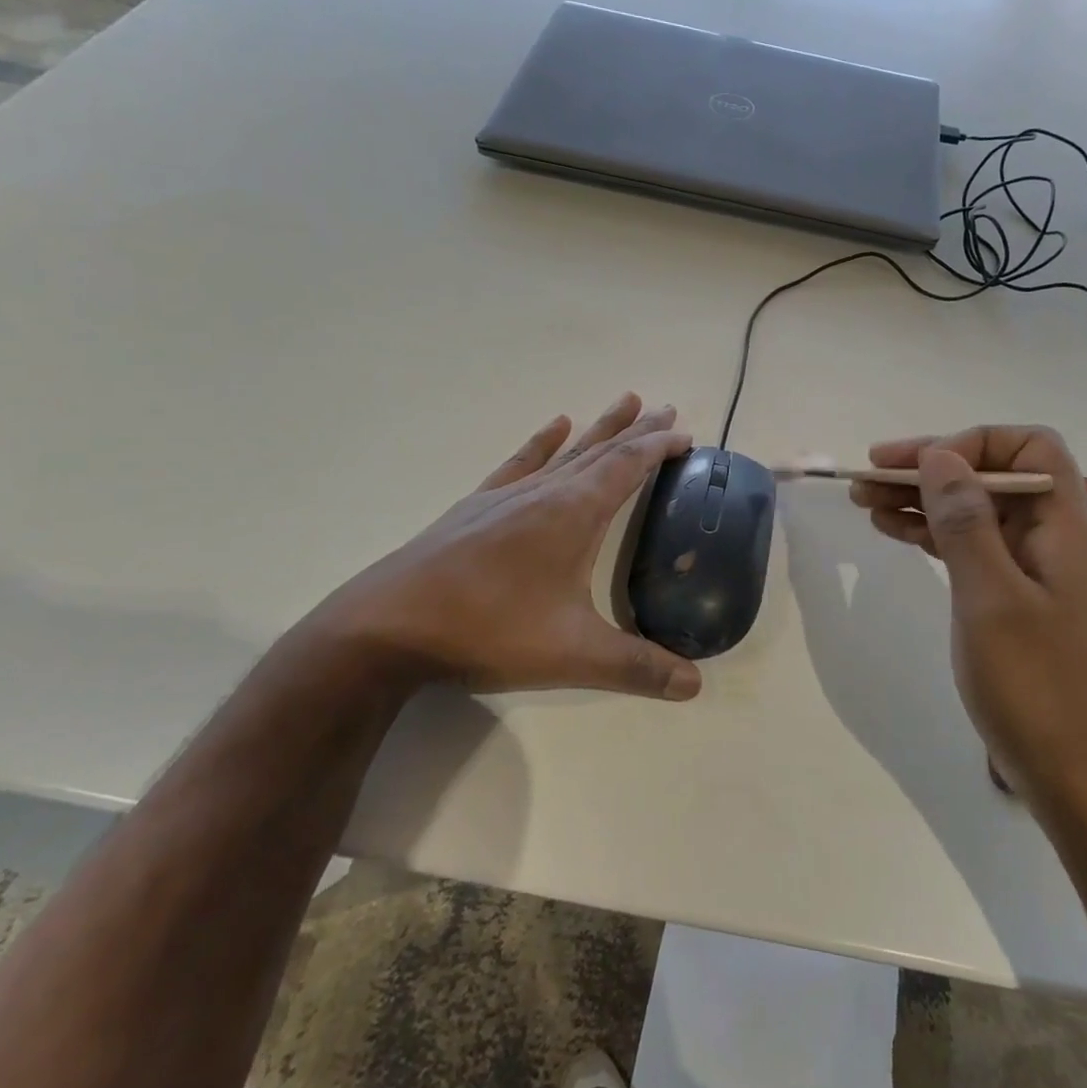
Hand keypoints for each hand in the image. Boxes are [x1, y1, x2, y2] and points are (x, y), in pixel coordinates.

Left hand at [296, 393, 701, 699]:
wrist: (391, 625)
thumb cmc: (490, 630)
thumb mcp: (574, 655)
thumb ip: (637, 667)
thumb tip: (695, 686)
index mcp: (574, 513)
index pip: (627, 466)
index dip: (658, 448)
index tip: (685, 435)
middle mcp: (545, 493)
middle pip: (601, 451)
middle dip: (638, 431)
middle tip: (666, 410)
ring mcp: (507, 496)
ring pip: (566, 452)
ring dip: (599, 429)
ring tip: (625, 401)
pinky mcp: (477, 507)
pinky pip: (520, 463)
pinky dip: (542, 443)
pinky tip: (554, 426)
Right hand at [851, 426, 1086, 804]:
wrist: (1068, 771)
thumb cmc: (1032, 683)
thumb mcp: (989, 595)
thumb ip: (964, 520)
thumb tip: (940, 456)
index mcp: (1065, 526)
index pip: (1030, 447)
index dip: (974, 444)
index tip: (921, 467)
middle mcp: (1054, 537)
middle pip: (993, 476)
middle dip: (932, 469)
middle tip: (870, 473)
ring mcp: (1033, 568)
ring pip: (975, 511)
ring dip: (922, 500)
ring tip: (864, 499)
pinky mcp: (1013, 595)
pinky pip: (970, 546)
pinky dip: (931, 534)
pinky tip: (891, 530)